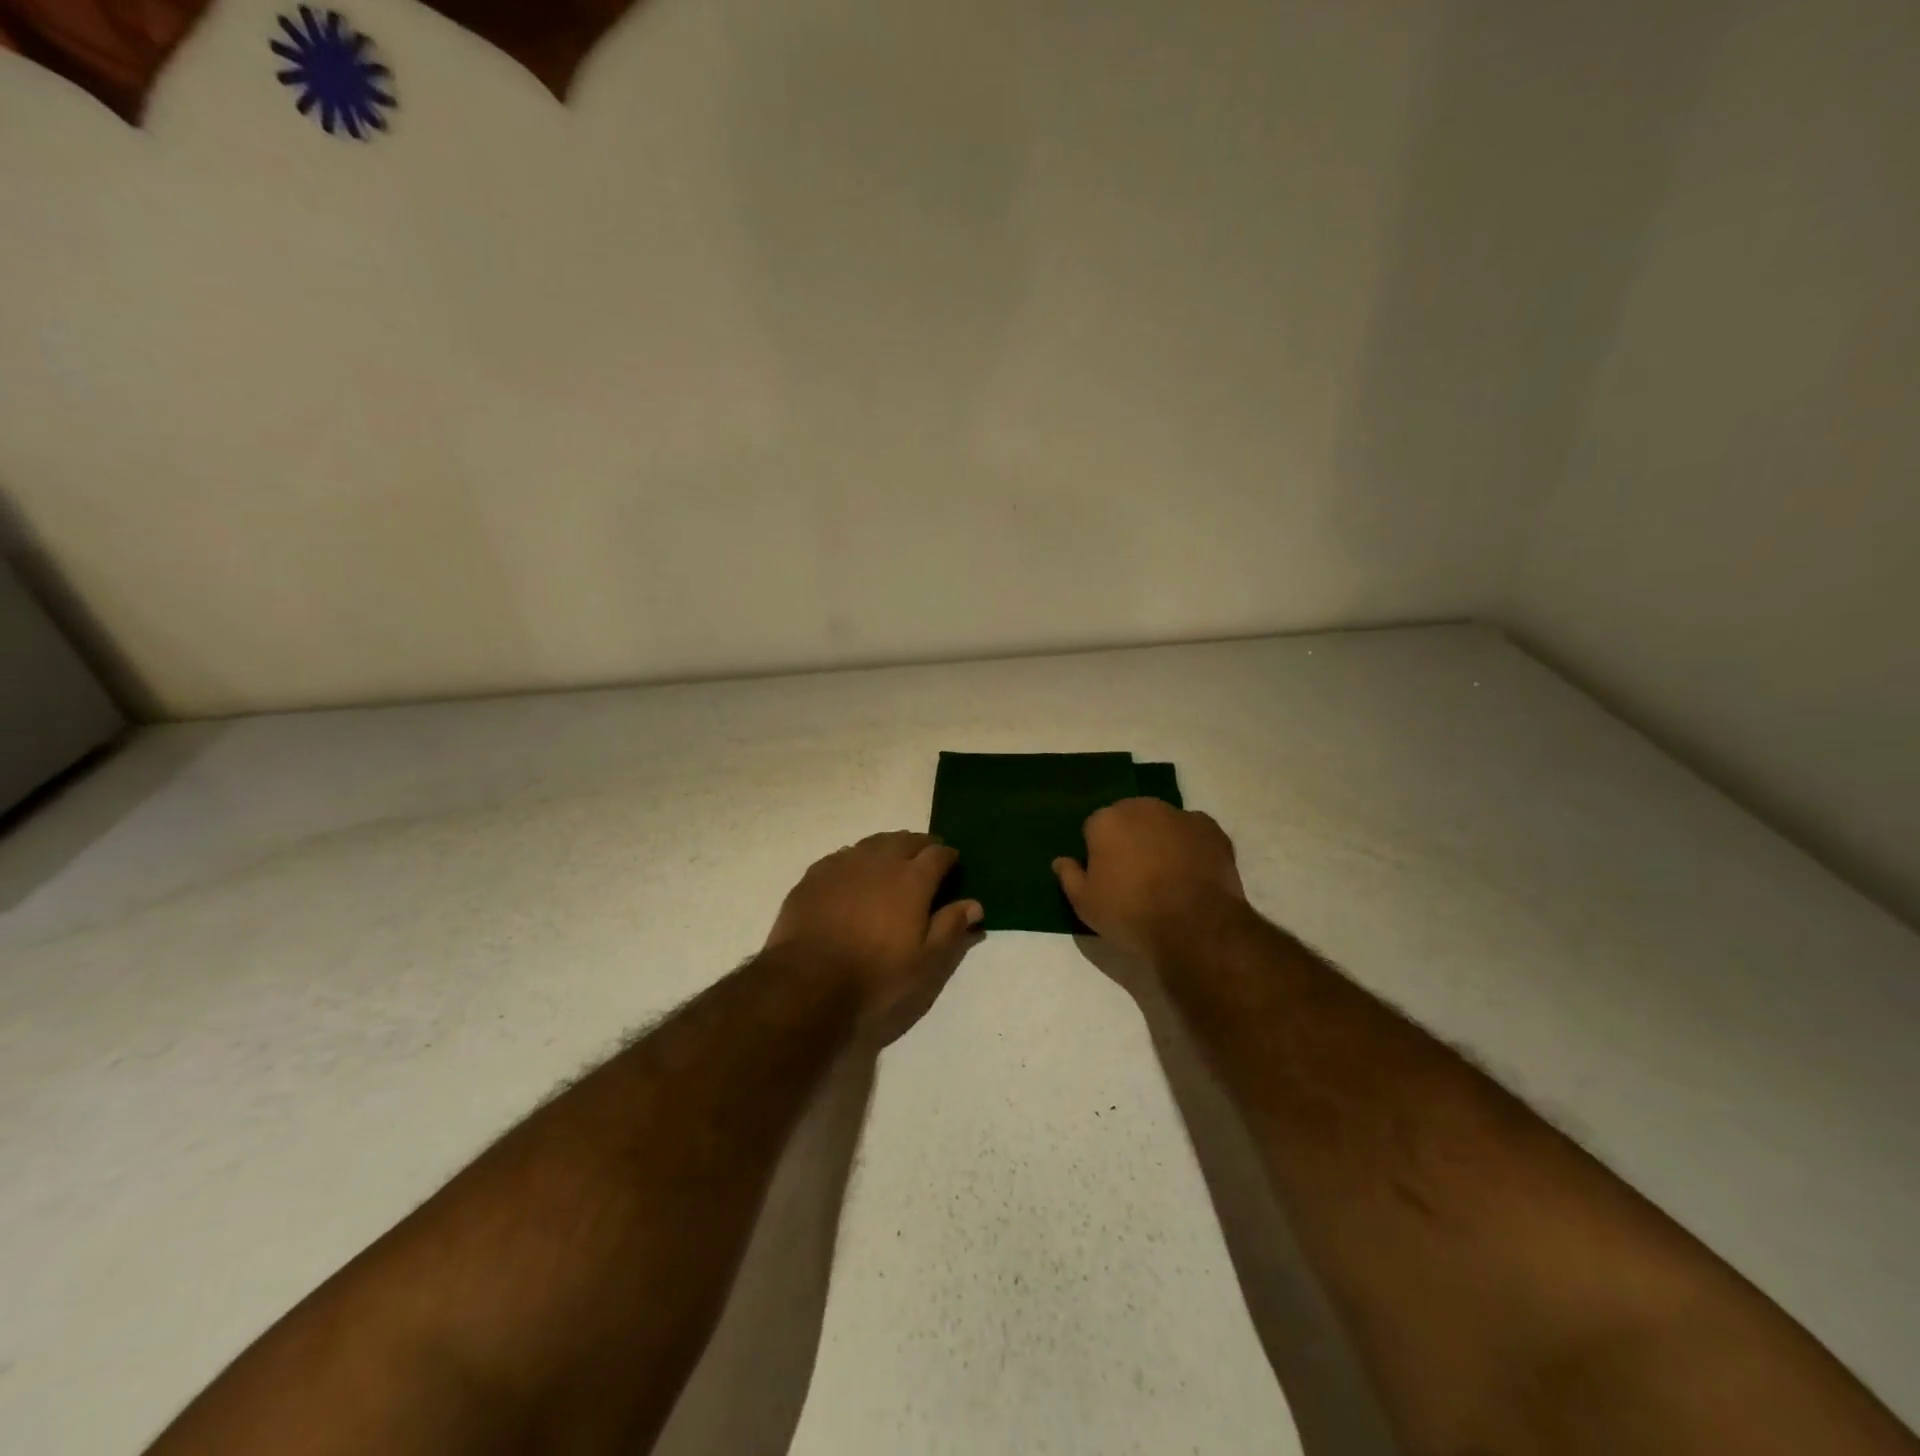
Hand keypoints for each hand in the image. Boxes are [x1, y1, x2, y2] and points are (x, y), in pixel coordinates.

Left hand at [768, 832, 983, 1039]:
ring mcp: (844, 864)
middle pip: (905, 840)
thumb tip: (975, 904)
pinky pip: (843, 856)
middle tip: (926, 857)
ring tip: (892, 860)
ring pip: (873, 843)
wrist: (807, 982)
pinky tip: (854, 874)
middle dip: (920, 845)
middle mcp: (879, 862)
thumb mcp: (925, 962)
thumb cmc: (875, 976)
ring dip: (889, 847)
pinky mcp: (815, 875)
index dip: (949, 856)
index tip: (953, 864)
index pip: (938, 854)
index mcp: (912, 880)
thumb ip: (950, 927)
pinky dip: (857, 859)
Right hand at [1054, 798, 1248, 959]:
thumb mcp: (1085, 904)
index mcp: (1106, 820)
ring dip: (1160, 839)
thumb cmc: (1130, 913)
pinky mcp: (1212, 830)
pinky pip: (1193, 833)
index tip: (1106, 877)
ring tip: (1167, 876)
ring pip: (1162, 823)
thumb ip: (1069, 877)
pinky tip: (1192, 873)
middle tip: (1135, 875)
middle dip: (1129, 838)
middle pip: (1129, 818)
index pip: (1094, 829)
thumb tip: (1060, 860)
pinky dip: (1190, 846)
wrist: (1194, 925)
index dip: (1098, 853)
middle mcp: (1141, 807)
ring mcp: (1180, 815)